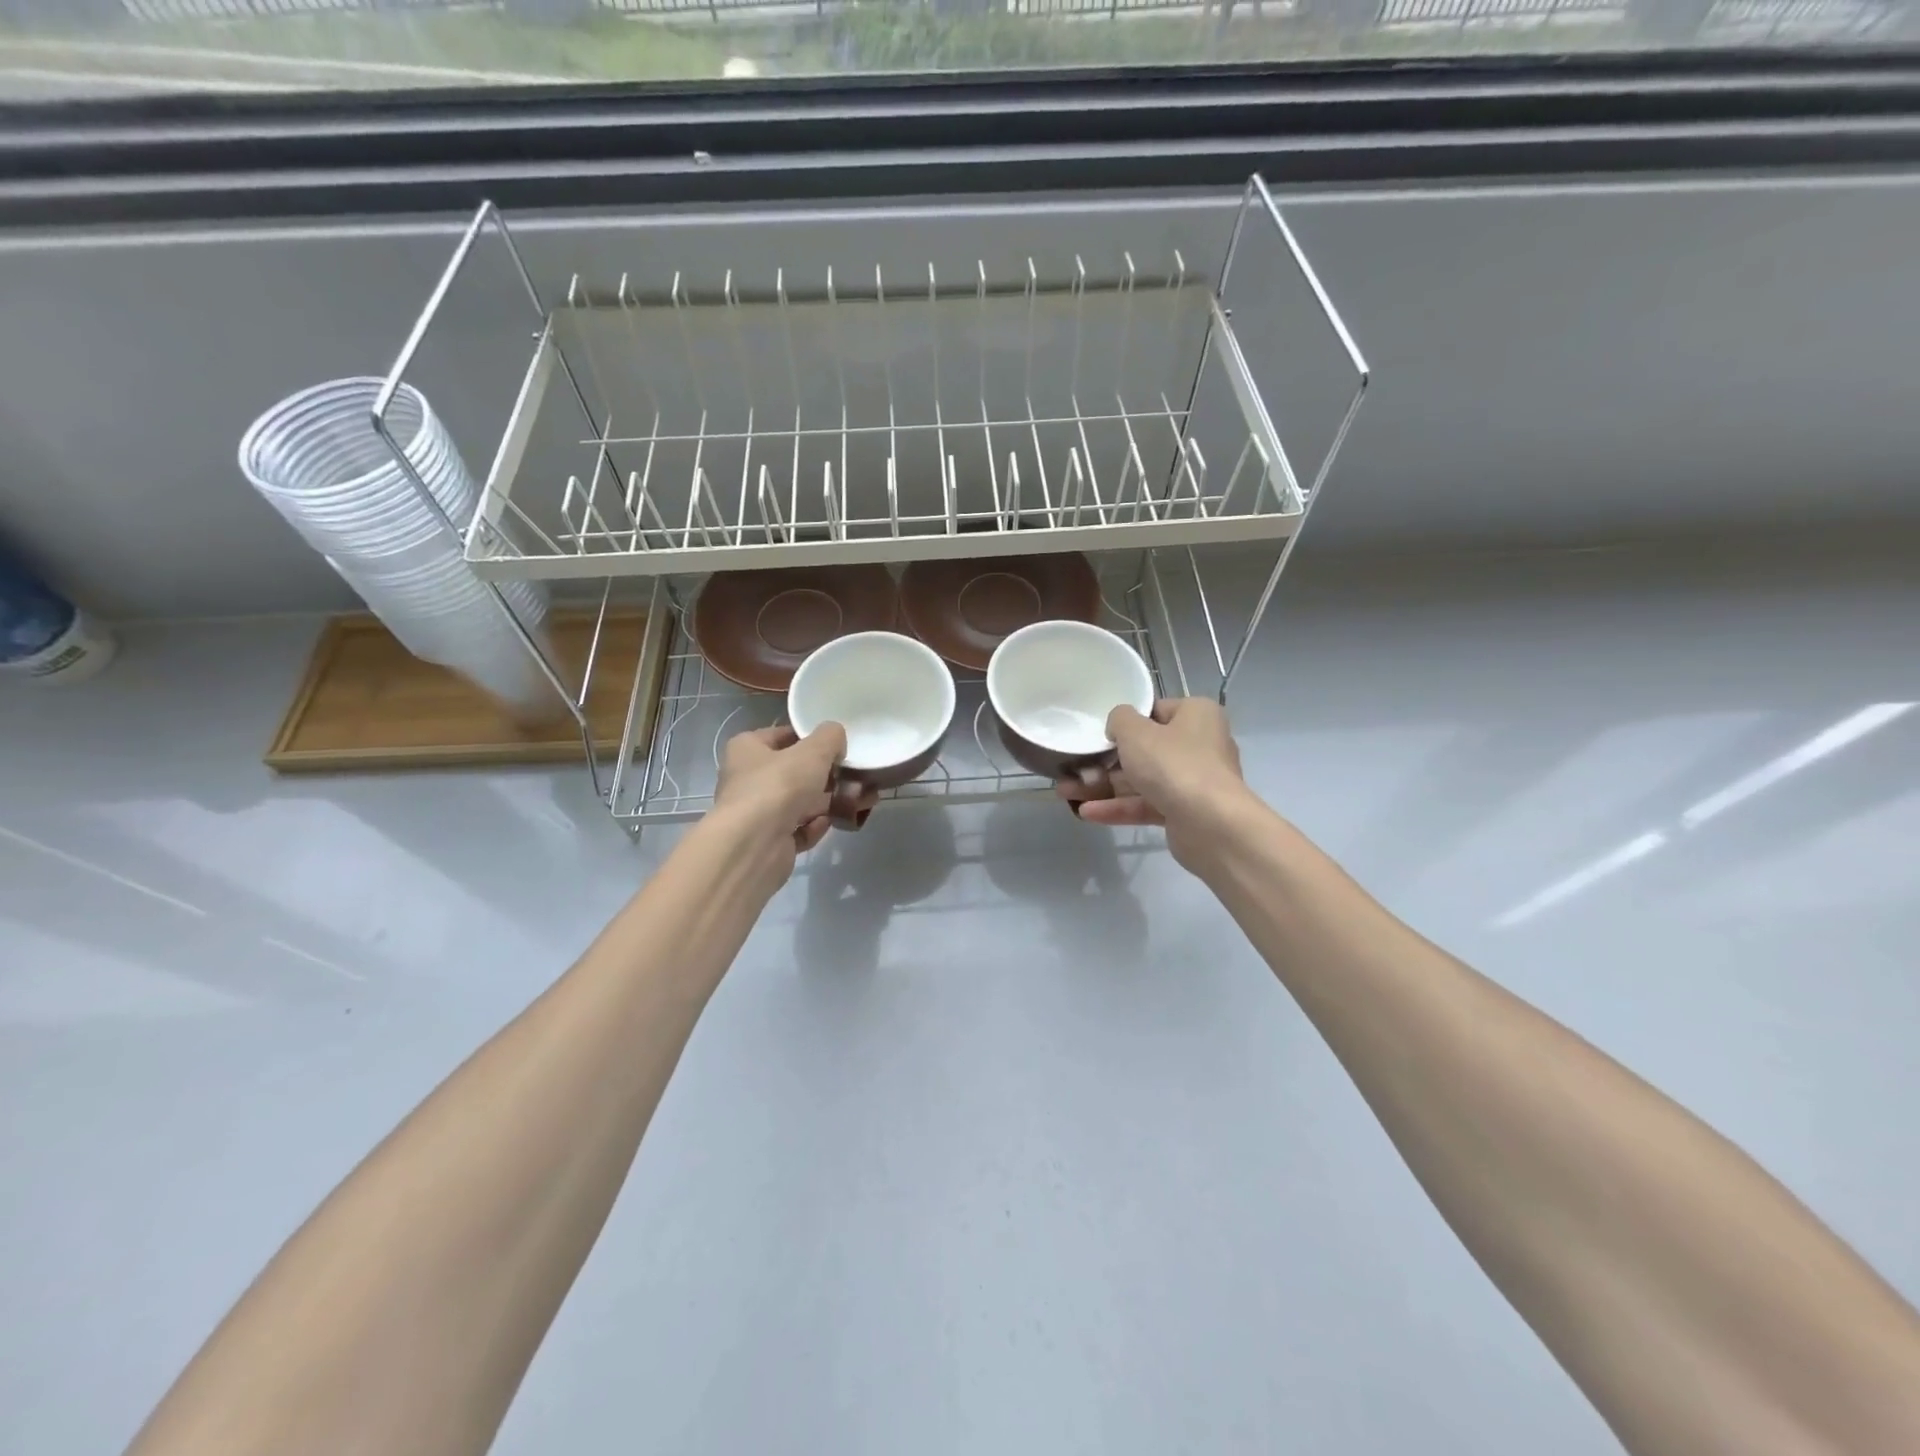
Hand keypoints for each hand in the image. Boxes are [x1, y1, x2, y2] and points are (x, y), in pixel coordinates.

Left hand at [713, 724, 854, 864]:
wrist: (755, 845)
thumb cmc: (779, 786)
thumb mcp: (813, 751)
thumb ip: (830, 737)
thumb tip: (836, 738)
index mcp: (748, 749)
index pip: (782, 736)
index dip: (811, 739)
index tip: (839, 746)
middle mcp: (748, 778)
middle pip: (794, 772)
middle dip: (828, 776)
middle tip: (857, 777)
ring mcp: (758, 812)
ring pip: (800, 802)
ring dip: (829, 802)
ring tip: (861, 801)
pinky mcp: (769, 841)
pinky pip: (798, 829)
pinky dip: (815, 826)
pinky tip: (831, 823)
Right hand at [1059, 698, 1247, 867]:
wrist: (1211, 825)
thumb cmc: (1173, 765)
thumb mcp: (1136, 732)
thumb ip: (1119, 719)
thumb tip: (1119, 725)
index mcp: (1196, 715)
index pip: (1156, 711)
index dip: (1126, 722)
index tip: (1100, 733)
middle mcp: (1200, 745)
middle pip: (1145, 749)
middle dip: (1105, 761)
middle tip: (1073, 767)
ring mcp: (1193, 781)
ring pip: (1142, 780)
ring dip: (1105, 787)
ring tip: (1066, 792)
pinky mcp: (1185, 813)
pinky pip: (1146, 805)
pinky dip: (1119, 808)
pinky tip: (1086, 813)